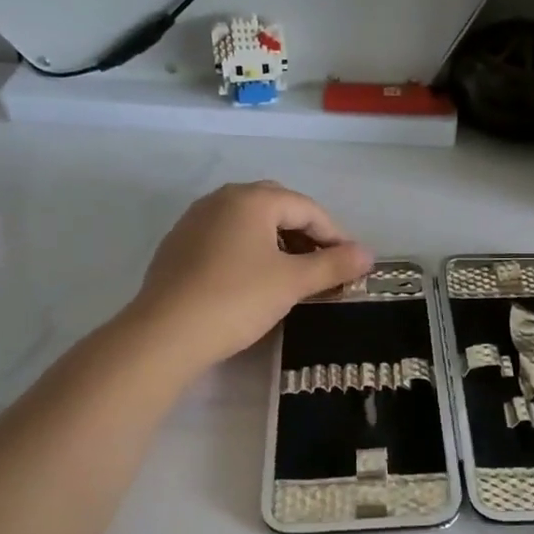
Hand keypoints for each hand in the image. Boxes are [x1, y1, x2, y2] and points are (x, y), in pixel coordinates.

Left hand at [129, 182, 372, 375]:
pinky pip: (226, 237)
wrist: (165, 334)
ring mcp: (195, 220)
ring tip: (293, 274)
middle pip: (277, 207)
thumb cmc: (237, 299)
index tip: (352, 264)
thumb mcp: (292, 282)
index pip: (307, 208)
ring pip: (249, 222)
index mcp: (251, 199)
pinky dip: (249, 251)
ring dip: (278, 241)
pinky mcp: (179, 245)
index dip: (335, 234)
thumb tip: (368, 254)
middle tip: (323, 264)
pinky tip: (253, 280)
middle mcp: (222, 199)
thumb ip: (333, 265)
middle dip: (305, 233)